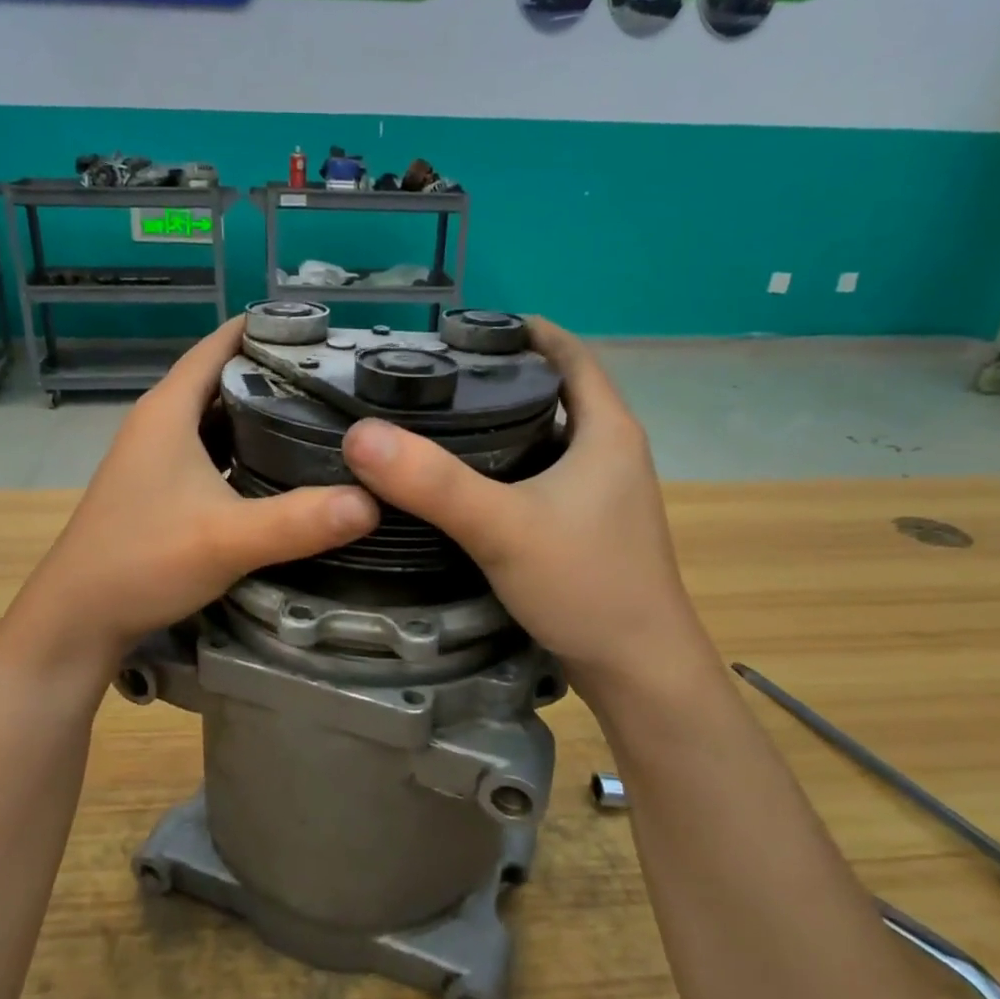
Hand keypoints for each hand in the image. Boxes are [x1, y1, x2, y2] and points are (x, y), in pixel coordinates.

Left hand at [4, 320, 378, 669]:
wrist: (78, 618)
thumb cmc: (142, 562)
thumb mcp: (227, 539)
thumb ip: (299, 521)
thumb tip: (374, 502)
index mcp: (169, 410)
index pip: (222, 343)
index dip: (270, 329)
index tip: (328, 332)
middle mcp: (162, 422)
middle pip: (226, 378)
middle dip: (279, 374)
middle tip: (342, 380)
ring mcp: (159, 457)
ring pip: (220, 418)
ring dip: (264, 414)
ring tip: (325, 418)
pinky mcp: (162, 488)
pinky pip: (213, 452)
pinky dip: (248, 451)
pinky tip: (284, 469)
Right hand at [340, 319, 716, 695]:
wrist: (639, 671)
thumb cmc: (586, 585)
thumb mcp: (503, 527)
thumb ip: (433, 483)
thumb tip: (360, 435)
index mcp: (607, 431)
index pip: (570, 354)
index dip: (524, 331)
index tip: (466, 327)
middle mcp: (610, 453)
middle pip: (554, 393)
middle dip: (501, 377)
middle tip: (434, 375)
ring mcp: (601, 495)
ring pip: (546, 439)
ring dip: (501, 424)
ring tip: (438, 421)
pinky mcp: (586, 529)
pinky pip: (541, 478)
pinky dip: (506, 467)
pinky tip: (463, 484)